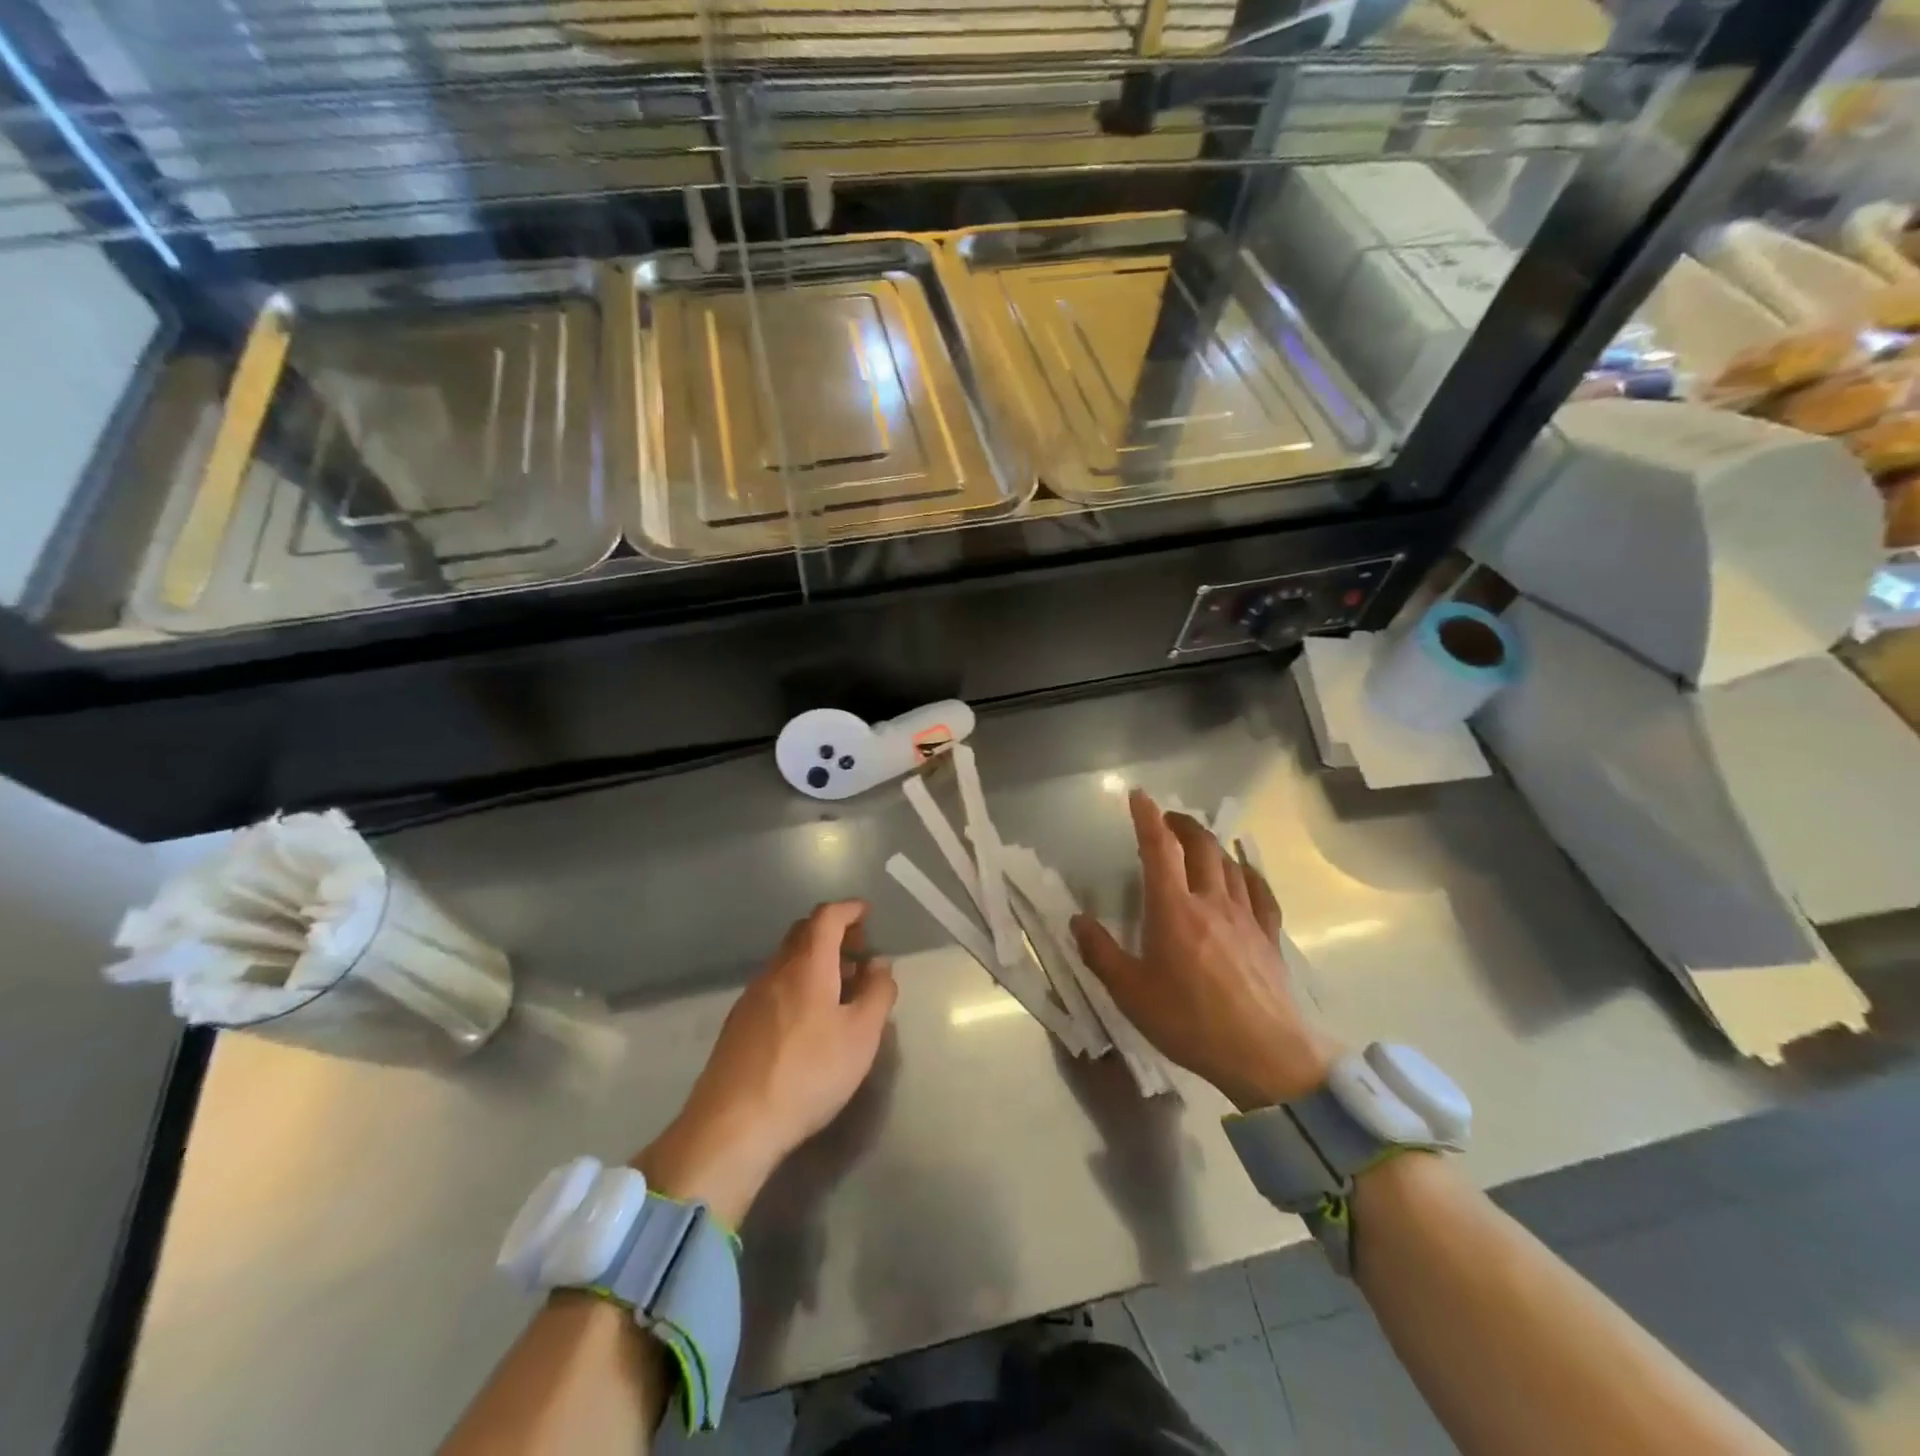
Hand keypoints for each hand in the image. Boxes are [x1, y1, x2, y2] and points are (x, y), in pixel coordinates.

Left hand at [635, 901, 896, 1226]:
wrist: (732, 1125)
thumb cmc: (808, 1074)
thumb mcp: (861, 1036)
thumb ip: (878, 993)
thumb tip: (880, 963)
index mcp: (807, 965)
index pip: (827, 917)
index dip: (849, 910)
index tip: (867, 914)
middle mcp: (775, 971)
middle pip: (803, 933)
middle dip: (833, 933)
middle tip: (858, 953)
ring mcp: (751, 997)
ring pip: (787, 960)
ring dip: (815, 961)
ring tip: (840, 989)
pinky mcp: (738, 1024)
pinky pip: (774, 985)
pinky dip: (798, 983)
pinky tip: (808, 1019)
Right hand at [1071, 789, 1339, 1110]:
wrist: (1264, 1054)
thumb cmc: (1190, 1022)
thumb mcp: (1131, 993)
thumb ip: (1101, 954)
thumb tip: (1077, 921)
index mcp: (1173, 909)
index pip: (1158, 849)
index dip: (1147, 818)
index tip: (1138, 795)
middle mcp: (1210, 901)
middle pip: (1200, 846)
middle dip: (1182, 824)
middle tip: (1167, 818)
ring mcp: (1245, 916)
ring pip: (1230, 863)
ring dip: (1211, 843)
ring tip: (1199, 841)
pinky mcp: (1268, 936)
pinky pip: (1260, 891)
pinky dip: (1248, 872)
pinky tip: (1244, 872)